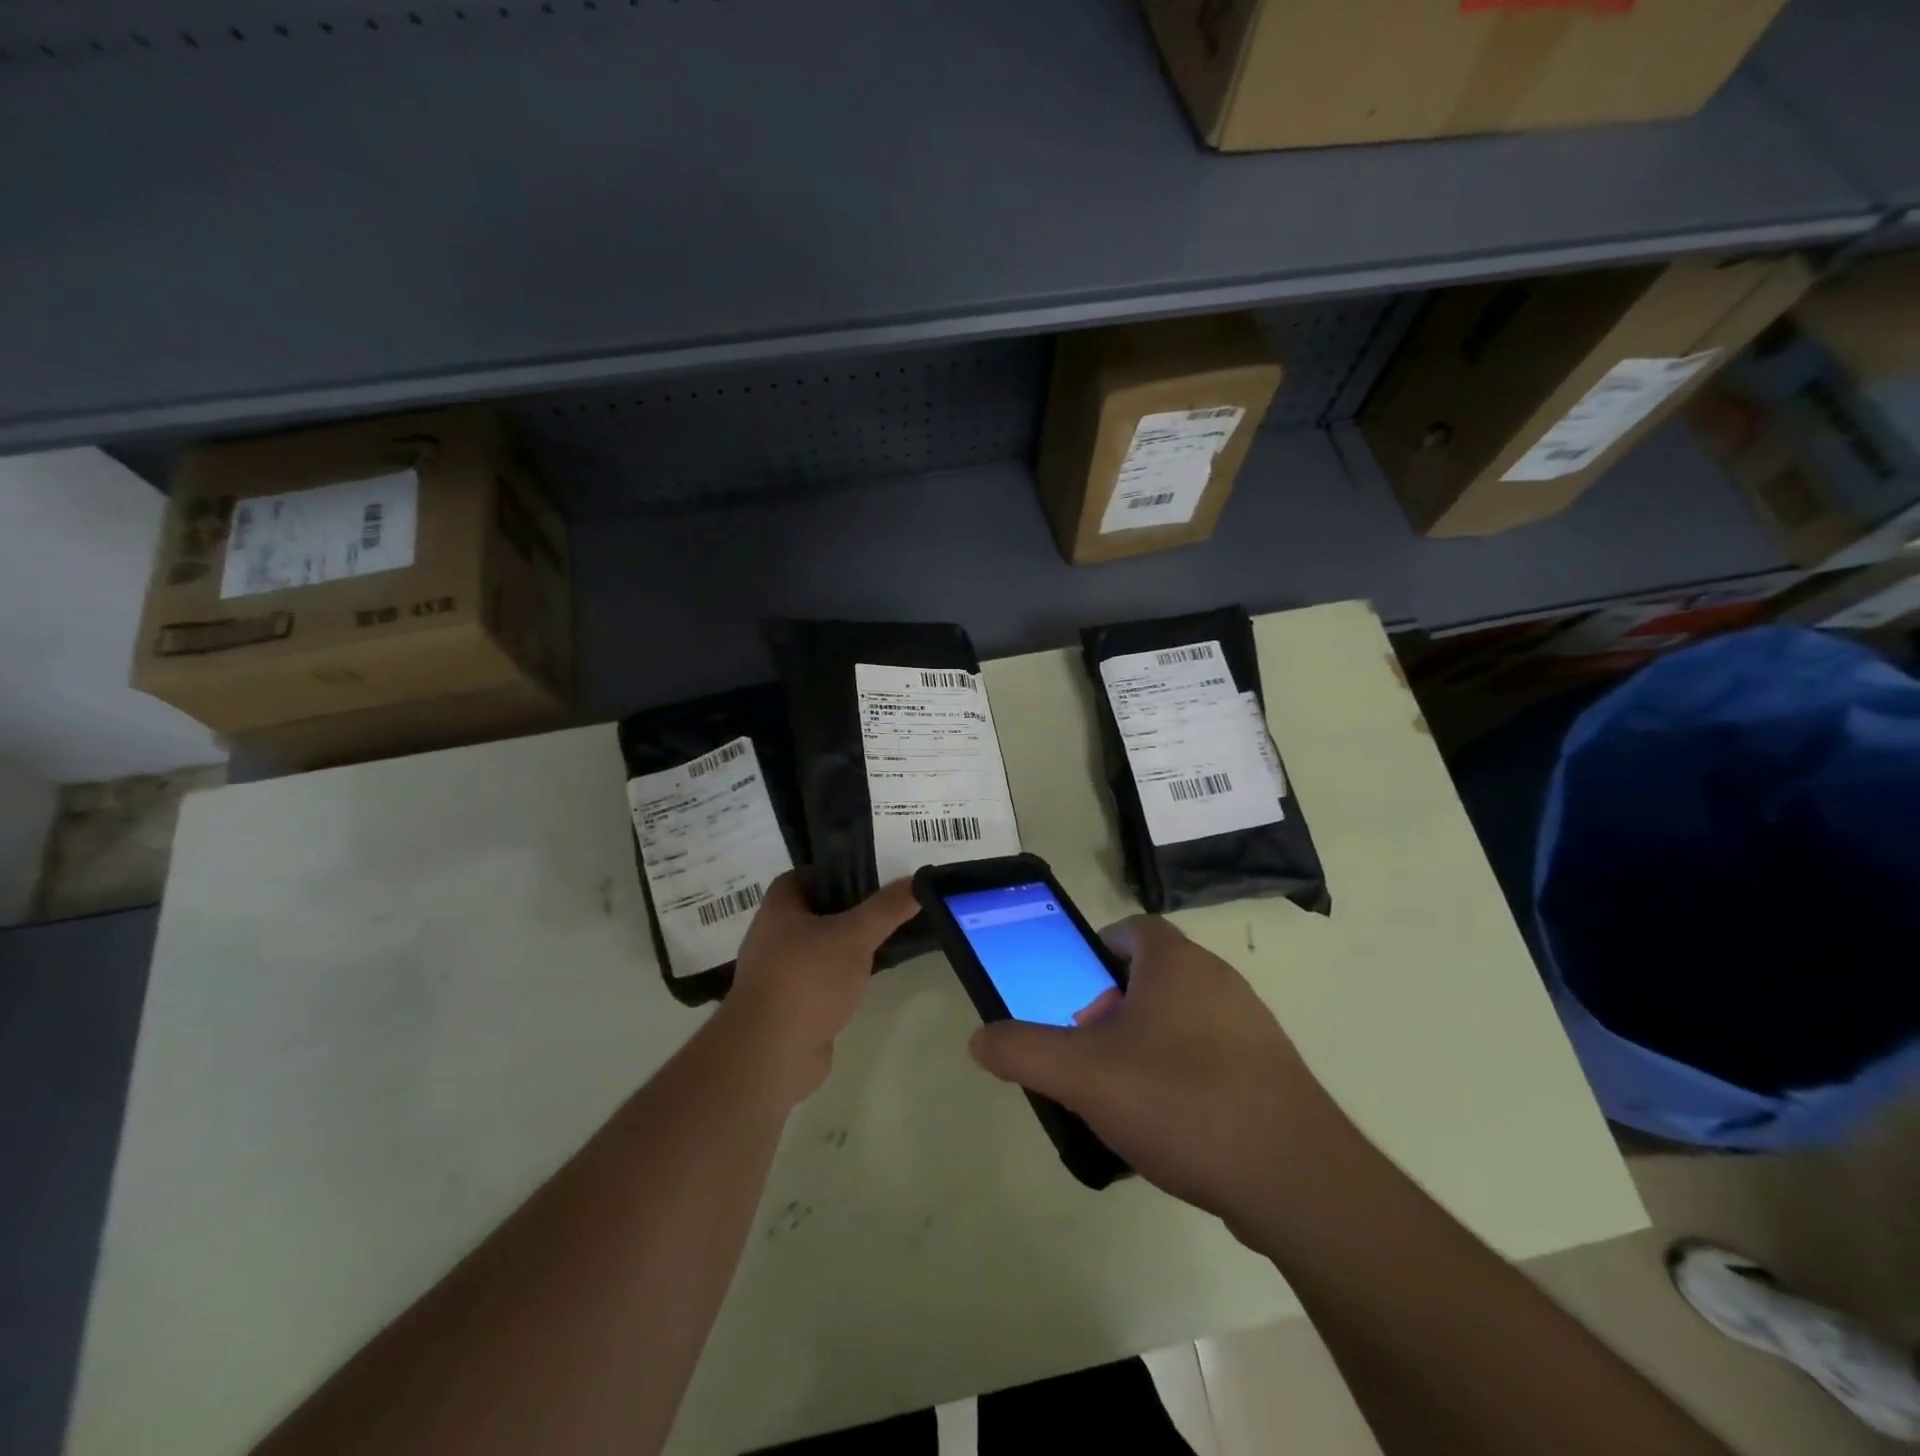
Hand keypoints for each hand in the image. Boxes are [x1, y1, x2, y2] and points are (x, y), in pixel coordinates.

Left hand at [720, 873, 919, 1103]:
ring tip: (883, 939)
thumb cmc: (808, 978)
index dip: (833, 872)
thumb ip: (886, 908)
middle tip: (885, 907)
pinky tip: (866, 978)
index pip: (803, 876)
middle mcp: (772, 937)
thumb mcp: (855, 935)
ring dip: (844, 945)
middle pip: (813, 912)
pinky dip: (840, 976)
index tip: (868, 876)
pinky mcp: (790, 1005)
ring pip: (818, 948)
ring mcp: (779, 974)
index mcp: (778, 909)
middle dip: (847, 909)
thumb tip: (917, 880)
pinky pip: (819, 979)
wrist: (772, 1052)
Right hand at [969, 915, 1337, 1226]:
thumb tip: (980, 1039)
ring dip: (1148, 1044)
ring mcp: (1252, 1026)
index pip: (1131, 929)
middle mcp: (1219, 979)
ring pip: (1183, 1018)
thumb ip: (1024, 1051)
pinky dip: (1185, 1077)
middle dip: (1114, 1007)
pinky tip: (1173, 1128)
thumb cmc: (1181, 1101)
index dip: (1095, 953)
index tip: (1074, 996)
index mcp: (1177, 962)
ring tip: (1125, 1097)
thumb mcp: (1084, 1076)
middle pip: (1153, 976)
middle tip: (1090, 1052)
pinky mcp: (1272, 1072)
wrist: (1296, 1180)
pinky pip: (1213, 1057)